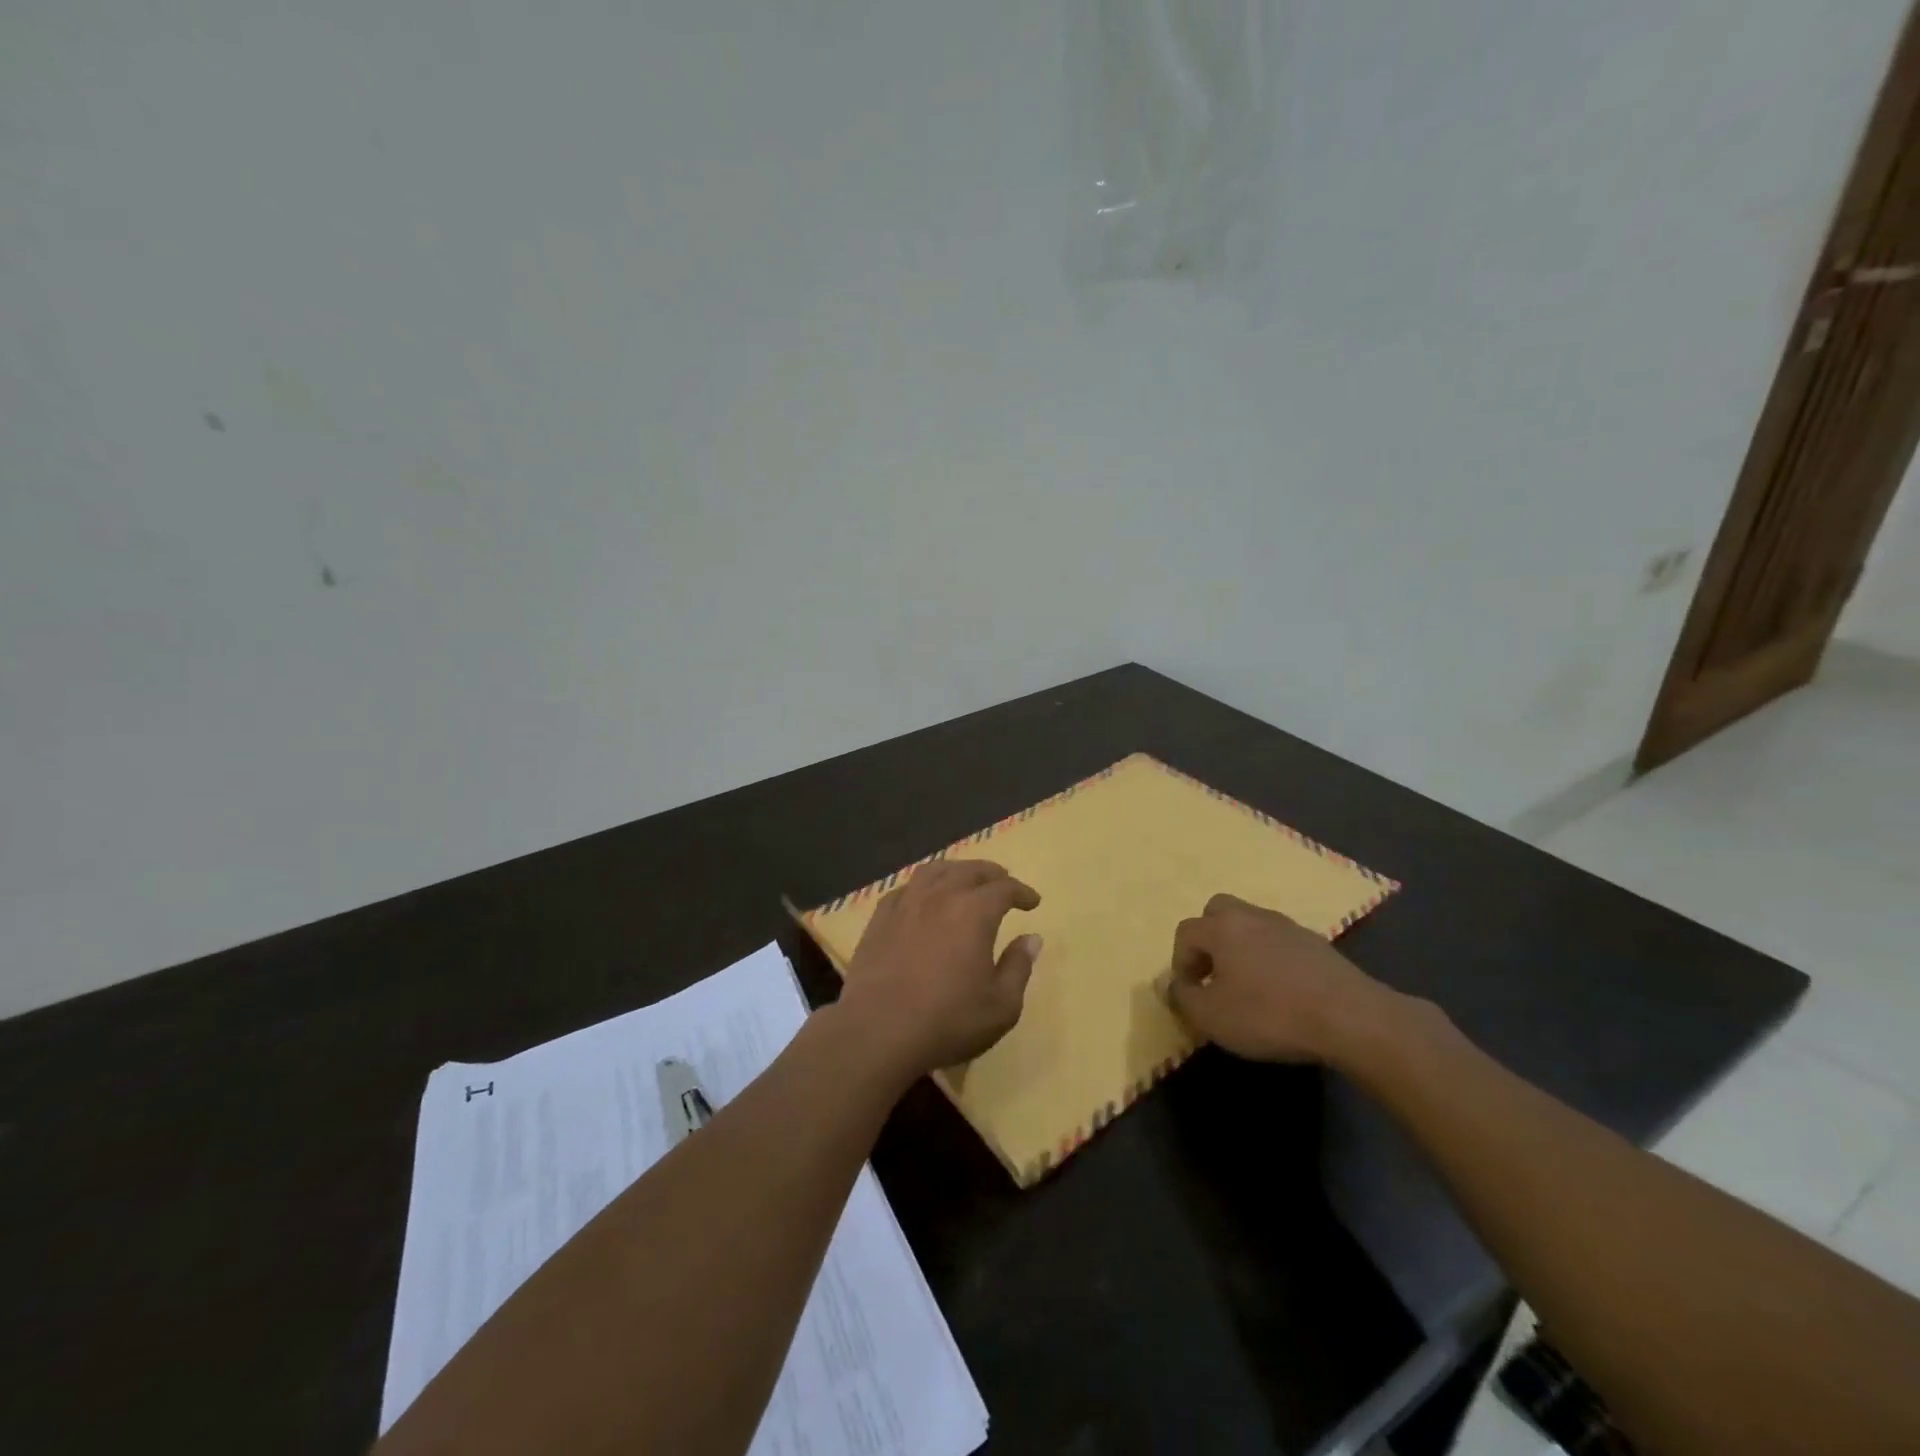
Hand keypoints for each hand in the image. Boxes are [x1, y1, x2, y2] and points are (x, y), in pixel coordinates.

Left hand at [837, 859, 1042, 1079]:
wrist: (877, 1032)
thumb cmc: (947, 1021)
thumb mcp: (1000, 1006)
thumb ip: (1018, 967)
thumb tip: (1032, 938)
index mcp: (973, 912)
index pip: (1004, 888)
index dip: (1022, 892)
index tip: (1032, 902)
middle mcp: (940, 896)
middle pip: (969, 871)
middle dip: (991, 873)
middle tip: (1003, 881)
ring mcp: (905, 904)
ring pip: (934, 871)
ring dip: (956, 870)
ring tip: (965, 879)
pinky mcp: (880, 919)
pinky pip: (905, 888)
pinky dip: (923, 886)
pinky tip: (923, 898)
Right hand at [1165, 893, 1398, 1064]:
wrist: (1351, 1018)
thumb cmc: (1270, 1015)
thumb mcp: (1212, 1017)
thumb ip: (1183, 999)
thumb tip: (1174, 986)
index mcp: (1222, 927)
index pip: (1186, 932)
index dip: (1180, 962)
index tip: (1190, 993)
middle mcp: (1252, 916)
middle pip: (1218, 911)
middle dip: (1209, 938)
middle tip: (1214, 974)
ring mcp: (1288, 926)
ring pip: (1251, 924)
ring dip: (1241, 947)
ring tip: (1248, 985)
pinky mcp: (1317, 943)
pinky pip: (1280, 941)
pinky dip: (1271, 958)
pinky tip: (1281, 990)